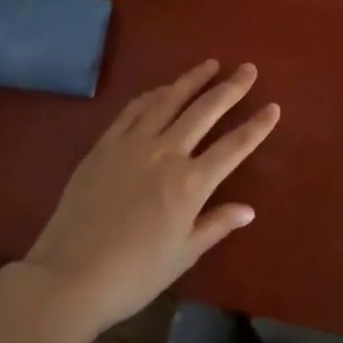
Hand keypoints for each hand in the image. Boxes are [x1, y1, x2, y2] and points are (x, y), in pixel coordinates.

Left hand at [23, 61, 277, 333]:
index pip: (234, 146)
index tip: (274, 107)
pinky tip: (162, 89)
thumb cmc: (133, 275)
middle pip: (205, 111)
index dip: (257, 126)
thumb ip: (216, 225)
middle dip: (231, 88)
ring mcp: (132, 144)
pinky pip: (133, 110)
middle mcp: (166, 153)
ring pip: (169, 100)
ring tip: (210, 64)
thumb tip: (248, 209)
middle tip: (248, 69)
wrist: (68, 278)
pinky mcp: (104, 145)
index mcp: (190, 183)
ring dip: (193, 80)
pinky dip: (153, 95)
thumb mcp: (183, 254)